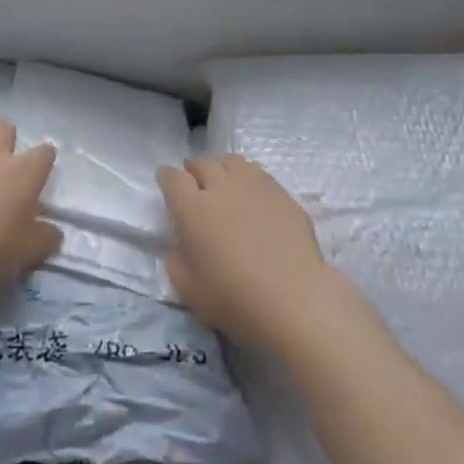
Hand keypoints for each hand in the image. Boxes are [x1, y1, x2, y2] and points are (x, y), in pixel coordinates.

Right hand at [159, 155, 335, 352]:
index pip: (172, 177)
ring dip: (221, 170)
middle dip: (194, 173)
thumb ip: (176, 258)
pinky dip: (248, 180)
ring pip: (231, 162)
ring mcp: (255, 187)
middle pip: (202, 164)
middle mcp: (221, 187)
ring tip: (225, 187)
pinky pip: (258, 175)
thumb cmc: (236, 300)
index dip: (167, 179)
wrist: (297, 302)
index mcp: (193, 208)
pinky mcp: (283, 195)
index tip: (168, 186)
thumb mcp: (188, 289)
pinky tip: (253, 199)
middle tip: (196, 191)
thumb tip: (182, 241)